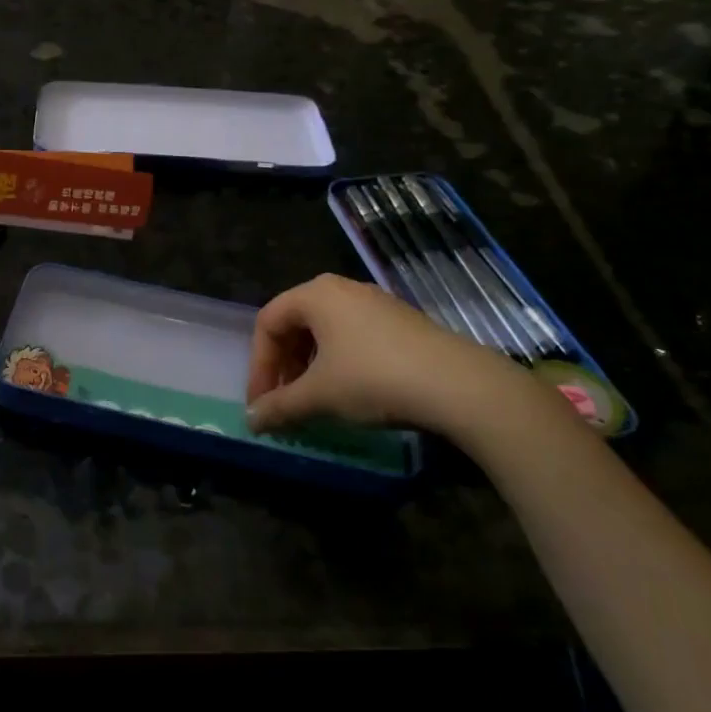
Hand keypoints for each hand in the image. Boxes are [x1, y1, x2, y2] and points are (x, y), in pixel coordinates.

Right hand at [245, 274, 549, 445]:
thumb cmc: (373, 379)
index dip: (258, 366)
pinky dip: (338, 363)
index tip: (262, 403)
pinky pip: (353, 337)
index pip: (268, 324)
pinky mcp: (401, 322)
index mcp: (315, 294)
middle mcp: (342, 289)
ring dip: (309, 367)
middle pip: (295, 324)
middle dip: (283, 366)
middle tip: (284, 401)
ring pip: (325, 332)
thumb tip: (251, 422)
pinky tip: (349, 393)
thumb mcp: (319, 396)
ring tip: (314, 401)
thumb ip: (279, 406)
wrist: (459, 385)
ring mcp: (375, 303)